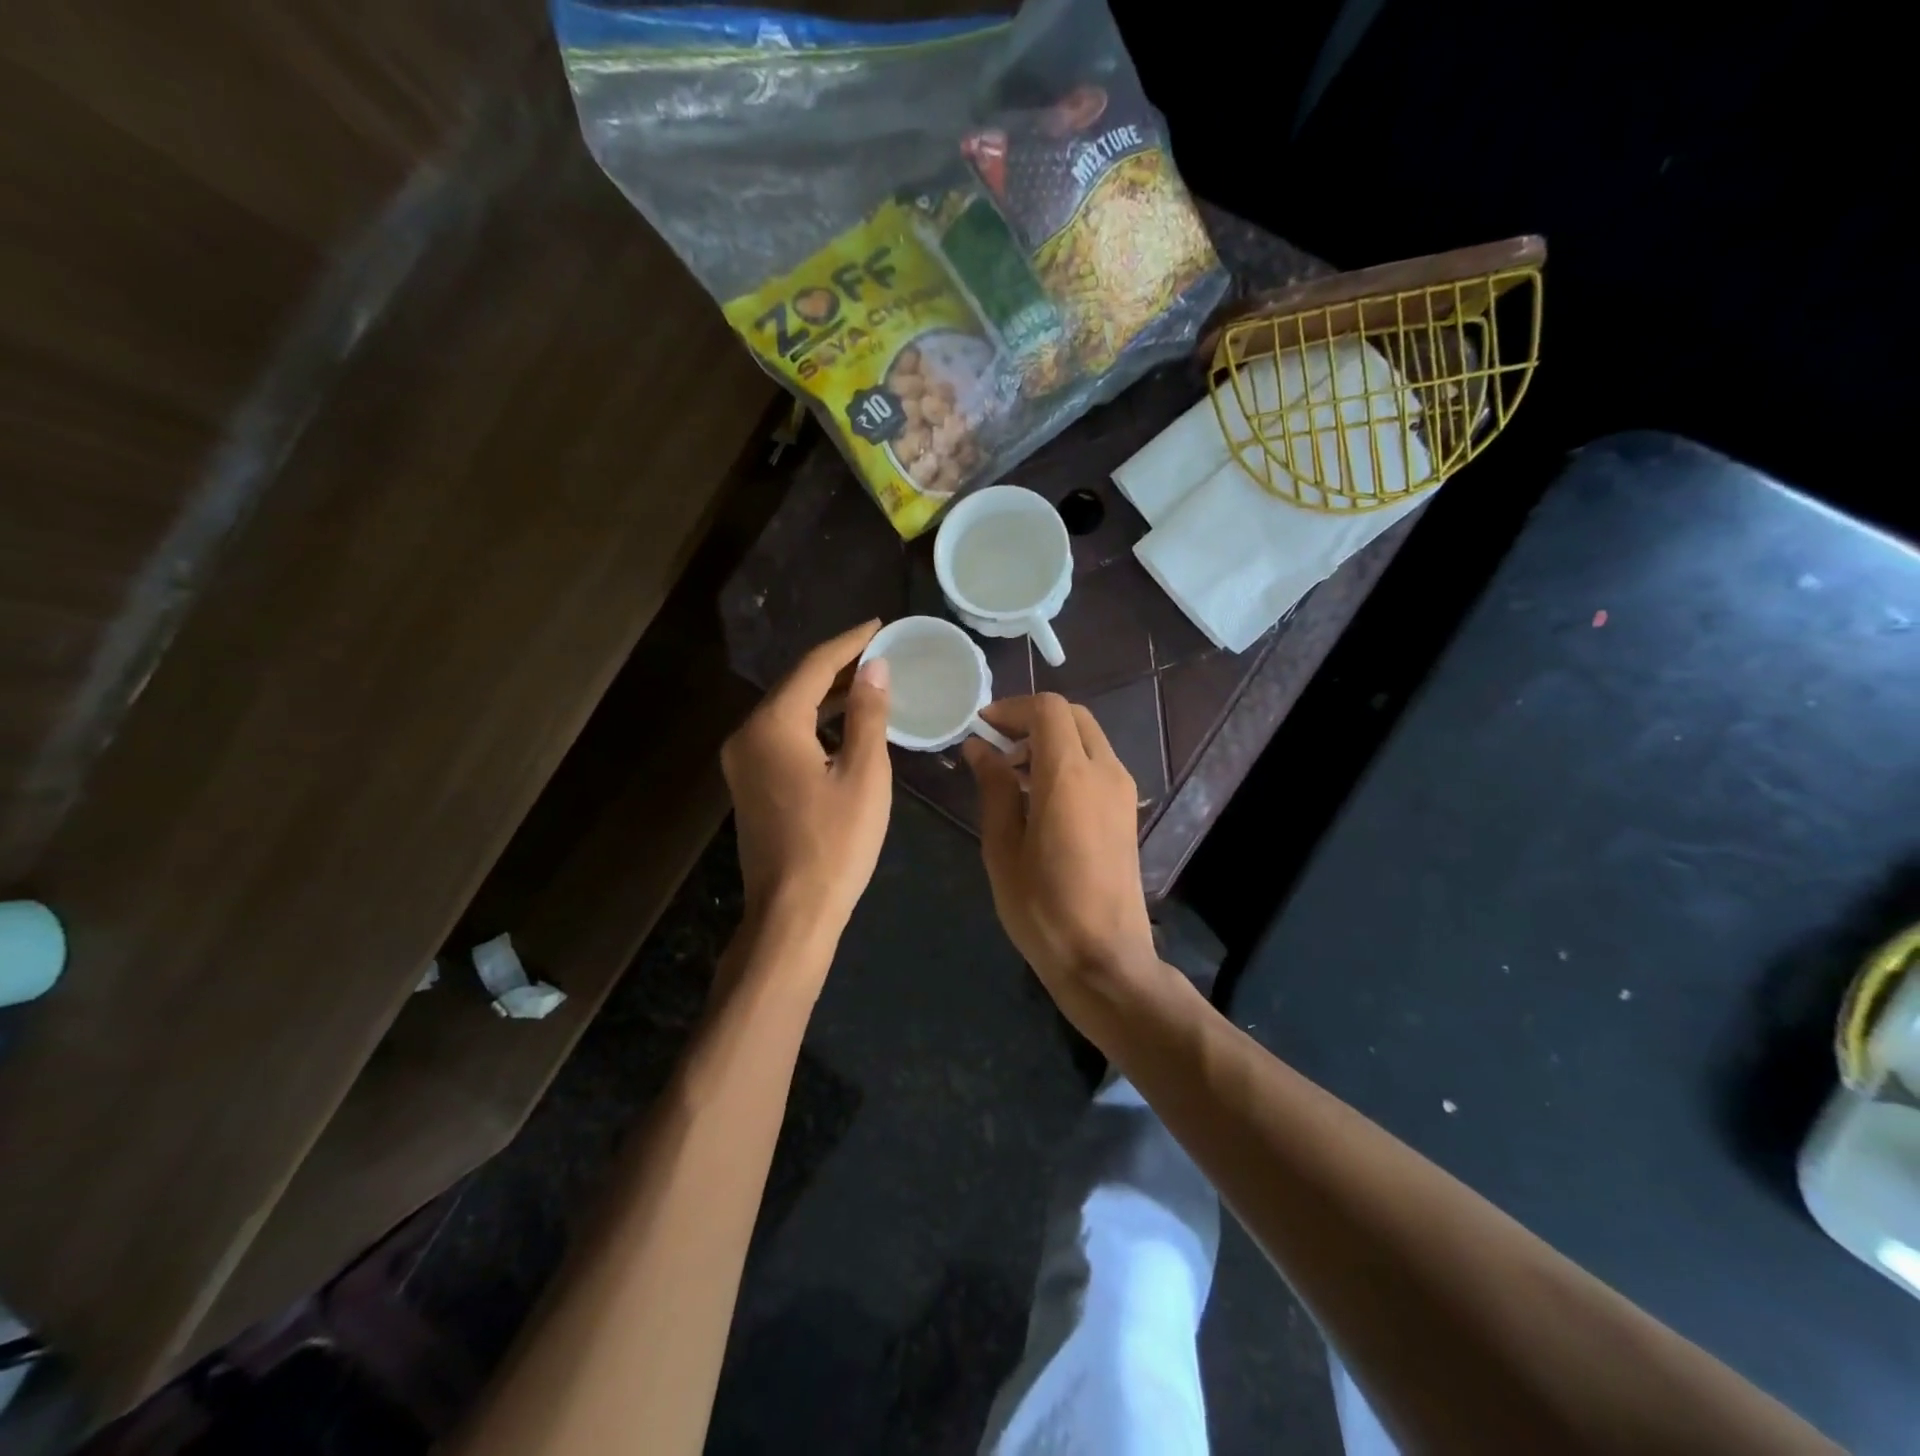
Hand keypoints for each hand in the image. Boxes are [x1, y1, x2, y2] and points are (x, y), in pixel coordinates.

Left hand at [722, 621, 891, 948]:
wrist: (792, 912)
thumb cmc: (835, 843)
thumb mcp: (864, 774)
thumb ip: (867, 714)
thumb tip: (874, 668)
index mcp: (773, 726)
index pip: (813, 666)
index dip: (849, 643)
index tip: (880, 625)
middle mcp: (747, 735)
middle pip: (795, 685)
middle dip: (837, 666)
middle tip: (878, 650)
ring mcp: (742, 762)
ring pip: (787, 711)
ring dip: (825, 695)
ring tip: (867, 680)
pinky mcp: (749, 784)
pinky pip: (782, 736)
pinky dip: (813, 723)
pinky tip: (842, 724)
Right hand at [963, 694, 1158, 1017]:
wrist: (1105, 959)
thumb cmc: (1043, 908)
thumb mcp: (1003, 847)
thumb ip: (993, 788)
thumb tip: (979, 747)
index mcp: (1070, 776)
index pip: (1048, 709)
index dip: (1012, 708)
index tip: (981, 728)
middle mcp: (1105, 772)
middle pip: (1072, 717)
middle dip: (1031, 721)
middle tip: (996, 749)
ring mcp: (1123, 791)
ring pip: (1087, 738)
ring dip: (1050, 741)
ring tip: (1013, 778)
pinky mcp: (1128, 811)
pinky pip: (1098, 764)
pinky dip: (1068, 761)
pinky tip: (1040, 798)